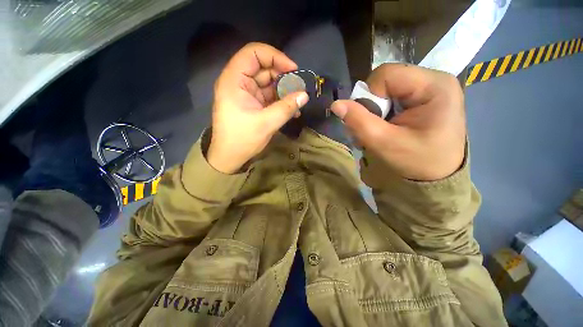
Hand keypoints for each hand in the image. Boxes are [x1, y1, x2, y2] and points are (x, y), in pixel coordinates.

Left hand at [207, 43, 308, 173]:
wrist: (230, 157)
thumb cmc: (242, 139)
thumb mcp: (267, 123)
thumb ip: (286, 107)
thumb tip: (305, 95)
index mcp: (234, 80)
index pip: (254, 53)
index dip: (275, 56)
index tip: (293, 69)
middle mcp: (238, 82)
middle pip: (263, 68)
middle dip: (283, 76)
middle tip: (299, 88)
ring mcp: (246, 94)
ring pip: (267, 83)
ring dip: (284, 90)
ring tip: (298, 100)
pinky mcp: (252, 104)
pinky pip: (268, 96)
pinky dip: (280, 100)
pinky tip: (292, 110)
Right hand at [331, 64, 465, 180]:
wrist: (439, 175)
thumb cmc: (417, 161)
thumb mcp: (384, 143)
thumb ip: (358, 121)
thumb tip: (335, 104)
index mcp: (434, 85)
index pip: (385, 75)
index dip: (369, 97)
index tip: (372, 121)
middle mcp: (434, 79)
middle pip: (385, 81)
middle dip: (371, 105)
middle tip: (373, 129)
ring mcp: (429, 86)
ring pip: (385, 89)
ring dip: (374, 111)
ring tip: (378, 130)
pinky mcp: (423, 96)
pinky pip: (392, 96)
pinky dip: (381, 112)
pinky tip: (385, 126)